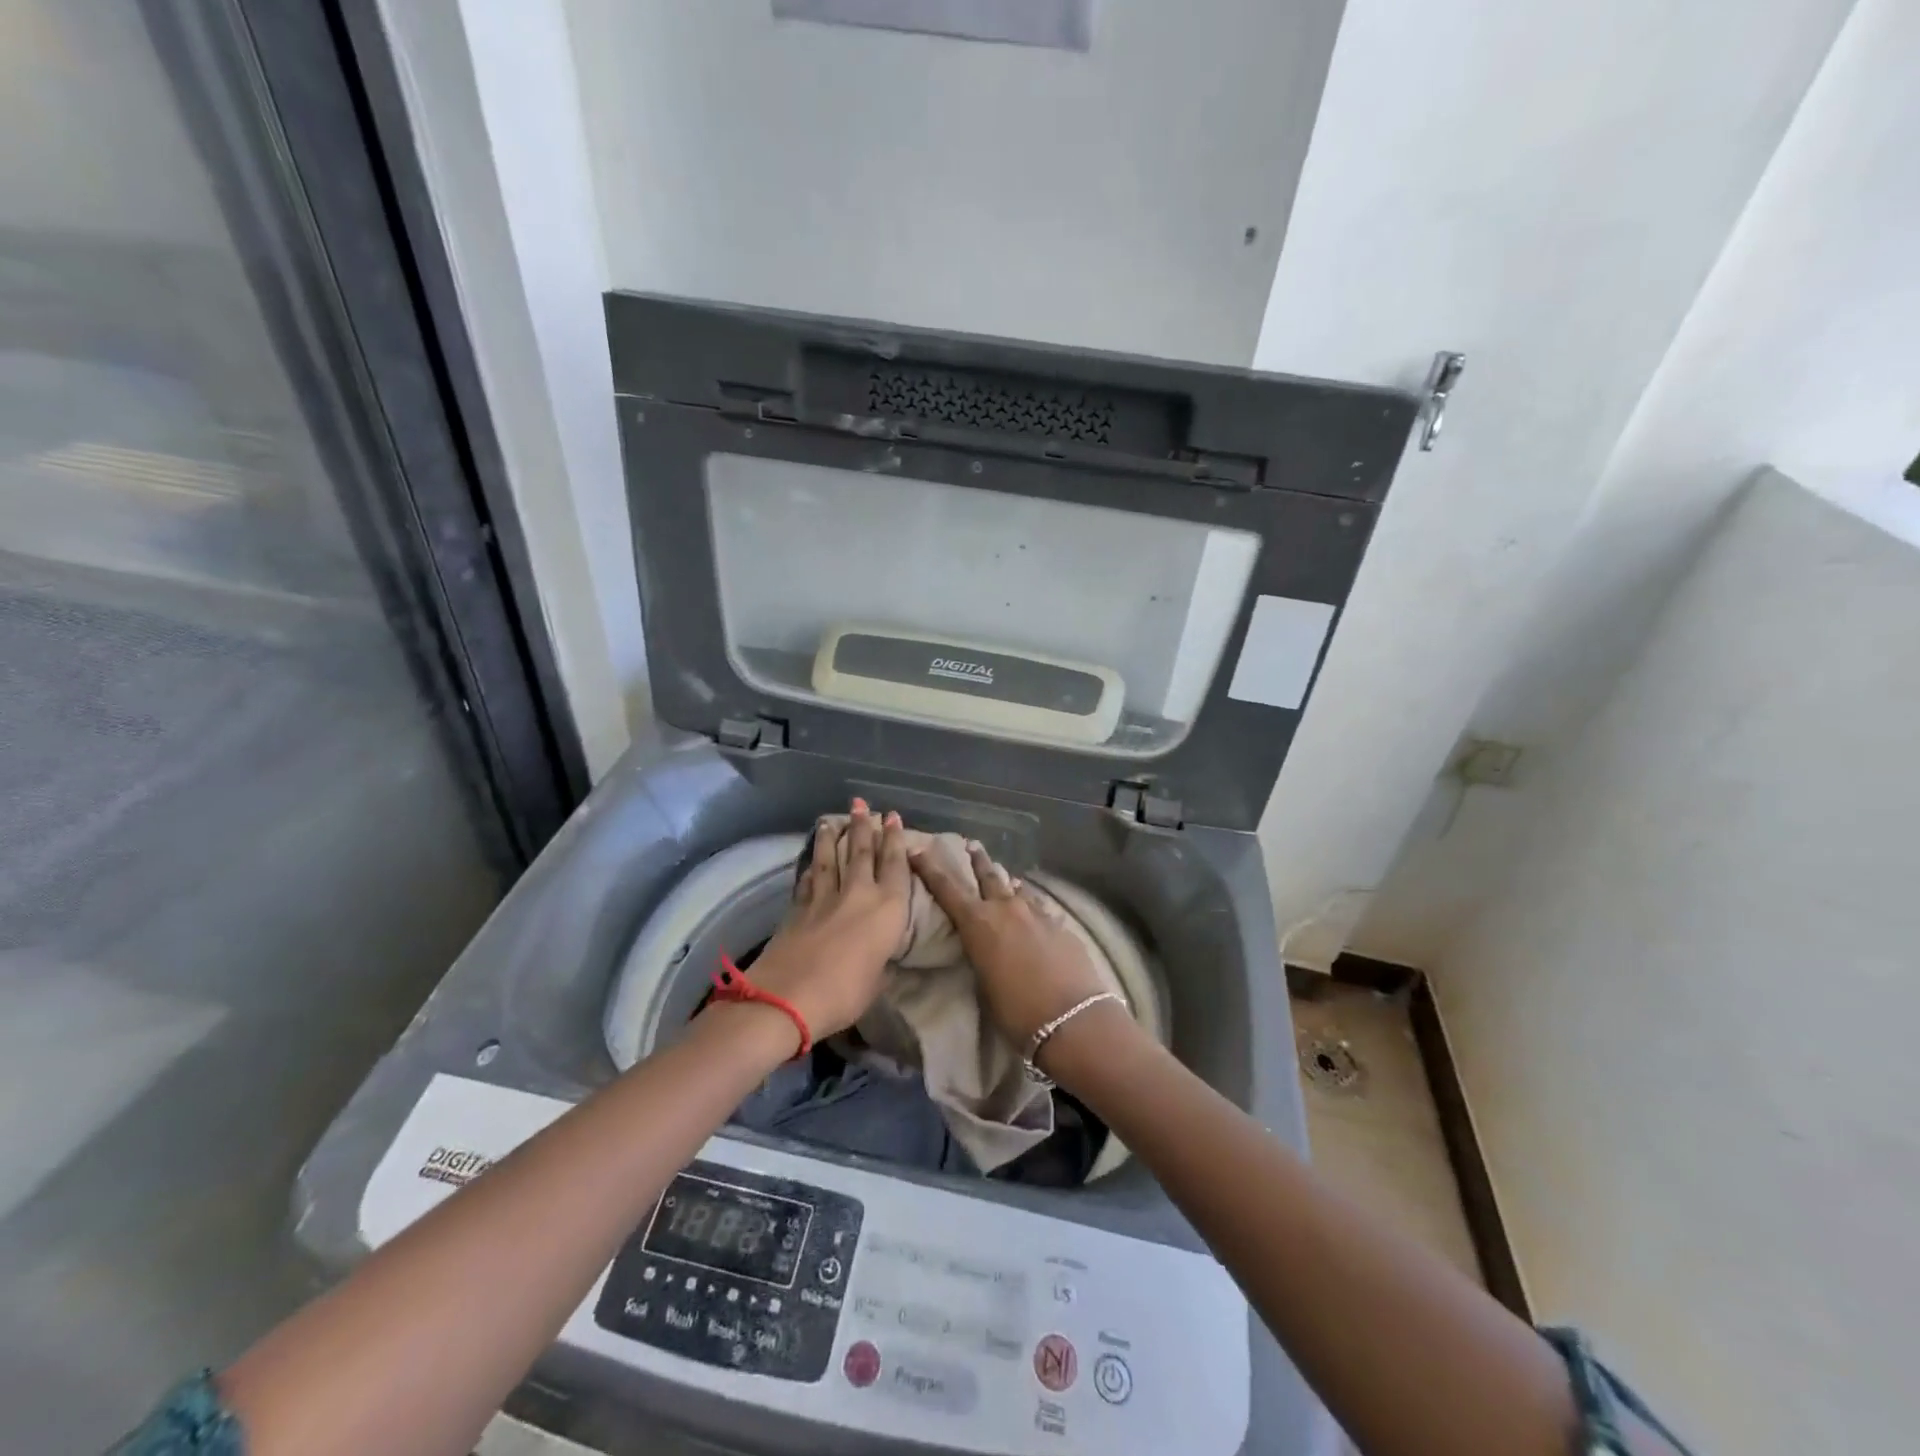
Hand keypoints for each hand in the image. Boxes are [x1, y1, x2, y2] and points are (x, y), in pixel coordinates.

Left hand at [747, 800, 909, 1042]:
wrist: (789, 996)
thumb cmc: (845, 993)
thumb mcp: (876, 983)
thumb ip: (881, 965)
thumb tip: (881, 960)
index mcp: (888, 909)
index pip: (895, 865)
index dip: (895, 840)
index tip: (893, 817)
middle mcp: (859, 894)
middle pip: (862, 852)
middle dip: (864, 826)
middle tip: (862, 804)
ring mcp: (825, 898)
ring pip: (831, 859)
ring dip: (833, 838)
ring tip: (832, 819)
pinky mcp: (798, 907)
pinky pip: (809, 879)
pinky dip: (811, 867)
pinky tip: (811, 861)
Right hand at [909, 840, 1114, 1052]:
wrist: (1073, 1018)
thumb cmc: (1017, 1011)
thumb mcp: (984, 984)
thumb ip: (981, 956)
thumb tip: (983, 944)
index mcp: (979, 923)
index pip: (947, 889)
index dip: (930, 868)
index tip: (918, 850)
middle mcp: (1006, 909)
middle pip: (988, 875)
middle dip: (977, 860)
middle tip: (971, 845)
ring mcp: (1037, 913)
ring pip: (1017, 887)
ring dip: (1007, 881)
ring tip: (1005, 877)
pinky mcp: (1060, 925)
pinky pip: (1038, 906)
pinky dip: (1030, 903)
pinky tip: (1033, 908)